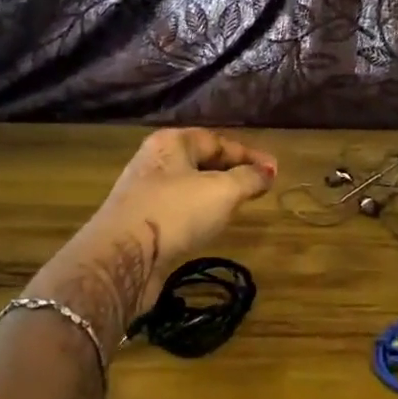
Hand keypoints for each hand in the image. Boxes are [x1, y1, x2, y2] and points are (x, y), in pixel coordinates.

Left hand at [31, 129, 277, 349]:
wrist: (123, 257)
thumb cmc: (176, 212)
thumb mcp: (223, 191)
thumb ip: (249, 178)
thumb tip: (268, 172)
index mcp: (172, 143)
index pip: (218, 141)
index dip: (249, 155)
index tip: (275, 171)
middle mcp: (155, 162)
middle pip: (202, 162)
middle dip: (232, 173)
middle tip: (259, 188)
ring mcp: (145, 193)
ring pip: (190, 188)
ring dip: (215, 196)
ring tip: (239, 207)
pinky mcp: (141, 223)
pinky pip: (178, 211)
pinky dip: (198, 215)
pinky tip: (209, 228)